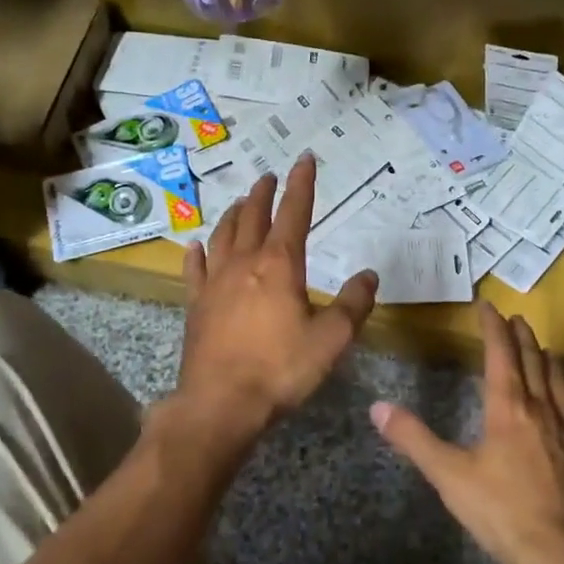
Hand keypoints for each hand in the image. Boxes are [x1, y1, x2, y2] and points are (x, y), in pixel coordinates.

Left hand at [176, 153, 378, 448]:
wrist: (220, 404)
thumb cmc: (281, 369)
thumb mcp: (332, 339)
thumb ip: (353, 304)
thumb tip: (368, 275)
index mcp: (280, 265)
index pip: (294, 213)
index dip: (302, 184)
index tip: (305, 159)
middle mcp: (244, 264)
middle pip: (253, 217)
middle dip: (264, 193)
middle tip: (269, 176)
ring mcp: (215, 283)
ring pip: (222, 236)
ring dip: (233, 215)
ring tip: (240, 203)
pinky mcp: (196, 306)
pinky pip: (195, 269)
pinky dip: (197, 252)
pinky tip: (196, 245)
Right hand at [370, 303, 563, 563]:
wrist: (558, 553)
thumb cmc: (499, 510)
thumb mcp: (448, 475)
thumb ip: (413, 439)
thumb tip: (377, 407)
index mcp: (509, 408)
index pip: (501, 355)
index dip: (493, 328)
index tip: (488, 307)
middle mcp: (542, 411)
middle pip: (534, 363)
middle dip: (523, 338)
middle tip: (517, 319)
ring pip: (561, 385)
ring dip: (550, 363)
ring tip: (546, 351)